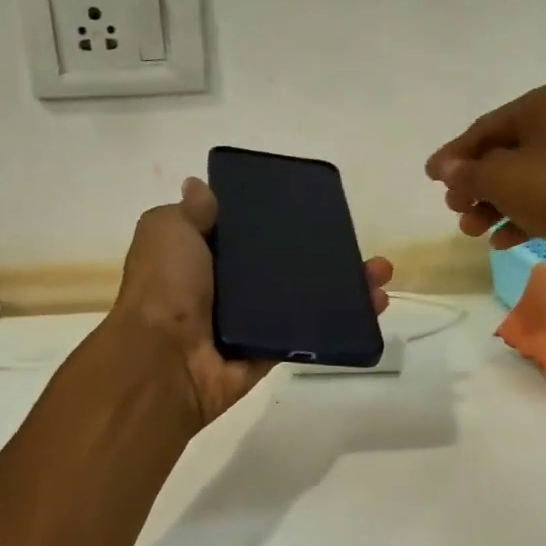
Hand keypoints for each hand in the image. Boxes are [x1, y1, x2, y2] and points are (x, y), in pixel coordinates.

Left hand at [110, 177, 393, 428]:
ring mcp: (250, 323)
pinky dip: (341, 323)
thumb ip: (190, 212)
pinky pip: (309, 334)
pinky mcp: (270, 352)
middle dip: (324, 254)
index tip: (313, 211)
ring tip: (380, 274)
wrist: (165, 358)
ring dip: (344, 287)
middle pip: (285, 267)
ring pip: (304, 300)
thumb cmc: (166, 286)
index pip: (248, 235)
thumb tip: (200, 187)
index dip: (278, 222)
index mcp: (202, 258)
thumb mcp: (167, 230)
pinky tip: (372, 306)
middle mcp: (227, 289)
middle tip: (358, 243)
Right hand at [425, 82, 545, 274]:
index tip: (429, 178)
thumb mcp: (503, 179)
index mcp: (545, 103)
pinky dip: (523, 215)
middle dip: (475, 186)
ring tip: (473, 232)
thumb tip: (445, 168)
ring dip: (494, 205)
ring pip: (526, 179)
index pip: (485, 128)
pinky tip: (503, 241)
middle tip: (455, 212)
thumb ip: (468, 173)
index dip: (453, 155)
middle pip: (505, 154)